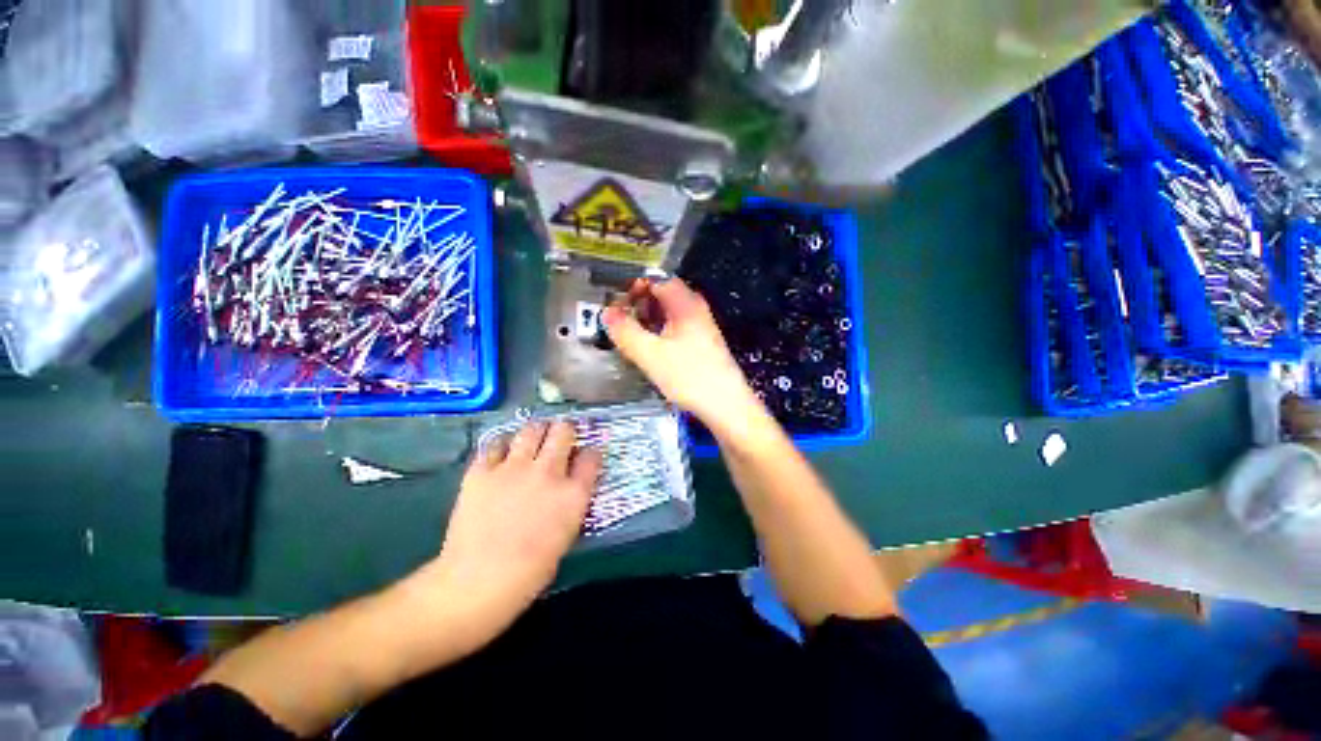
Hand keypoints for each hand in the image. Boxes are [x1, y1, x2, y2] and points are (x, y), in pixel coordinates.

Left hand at [427, 422, 601, 634]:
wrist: (477, 583)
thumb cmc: (529, 572)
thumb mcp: (565, 535)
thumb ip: (570, 503)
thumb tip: (567, 487)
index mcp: (573, 493)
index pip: (592, 457)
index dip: (591, 452)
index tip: (587, 455)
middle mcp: (548, 472)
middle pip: (563, 432)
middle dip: (565, 430)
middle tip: (561, 435)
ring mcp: (514, 468)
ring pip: (531, 430)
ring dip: (537, 431)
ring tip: (534, 437)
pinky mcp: (483, 471)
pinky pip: (495, 444)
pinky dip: (502, 446)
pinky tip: (502, 454)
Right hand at [603, 279, 763, 431]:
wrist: (725, 405)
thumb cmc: (689, 376)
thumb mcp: (650, 354)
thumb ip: (625, 331)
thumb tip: (606, 313)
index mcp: (685, 304)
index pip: (656, 279)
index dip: (634, 286)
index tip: (616, 302)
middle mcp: (695, 309)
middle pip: (662, 295)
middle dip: (638, 304)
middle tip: (619, 320)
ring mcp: (700, 326)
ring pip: (667, 313)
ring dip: (647, 319)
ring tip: (630, 335)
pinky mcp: (701, 343)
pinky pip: (674, 328)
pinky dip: (658, 332)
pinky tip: (649, 349)